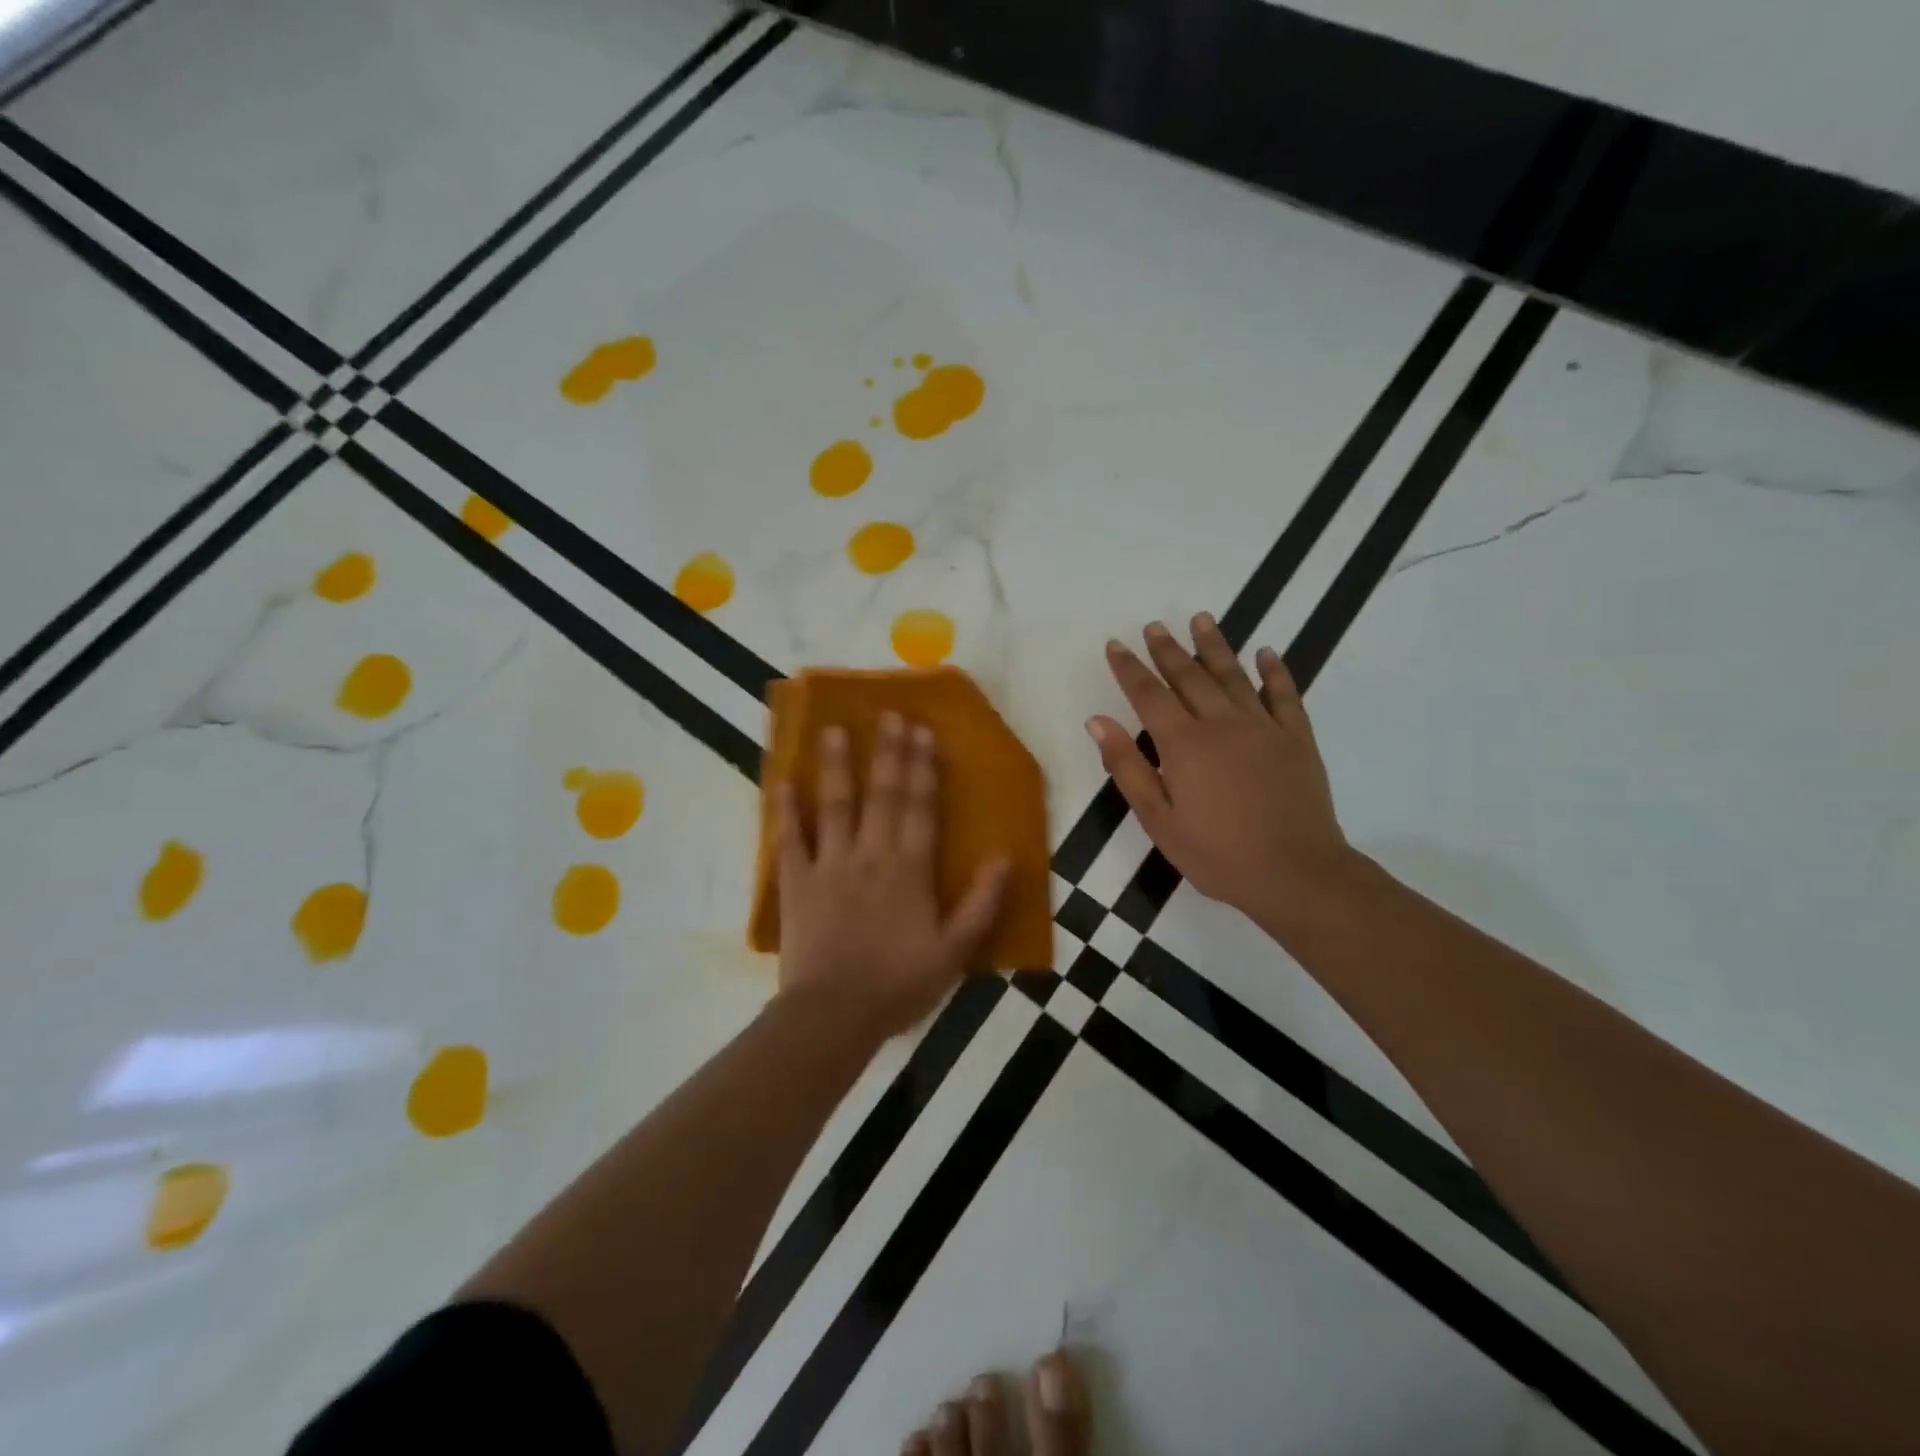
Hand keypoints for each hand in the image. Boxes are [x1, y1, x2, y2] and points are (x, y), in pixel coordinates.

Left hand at [777, 713, 1009, 1039]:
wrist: (834, 1014)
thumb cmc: (898, 984)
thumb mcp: (954, 952)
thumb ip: (981, 904)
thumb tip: (1003, 858)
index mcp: (910, 869)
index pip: (920, 806)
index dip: (924, 767)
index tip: (923, 732)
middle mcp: (871, 854)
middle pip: (882, 794)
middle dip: (888, 752)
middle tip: (889, 714)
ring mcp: (830, 864)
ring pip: (835, 805)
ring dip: (836, 765)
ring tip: (834, 729)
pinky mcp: (797, 882)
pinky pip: (789, 839)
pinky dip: (785, 811)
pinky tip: (782, 782)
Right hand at [1086, 615, 1353, 936]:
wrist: (1295, 873)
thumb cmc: (1217, 853)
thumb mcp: (1158, 819)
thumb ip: (1127, 766)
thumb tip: (1097, 721)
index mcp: (1184, 743)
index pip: (1148, 694)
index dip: (1129, 668)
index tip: (1115, 644)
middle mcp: (1222, 723)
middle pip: (1189, 676)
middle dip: (1167, 650)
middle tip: (1154, 626)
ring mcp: (1263, 727)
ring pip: (1234, 676)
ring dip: (1215, 646)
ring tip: (1202, 619)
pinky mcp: (1297, 739)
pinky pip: (1284, 695)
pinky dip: (1274, 671)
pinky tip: (1267, 653)